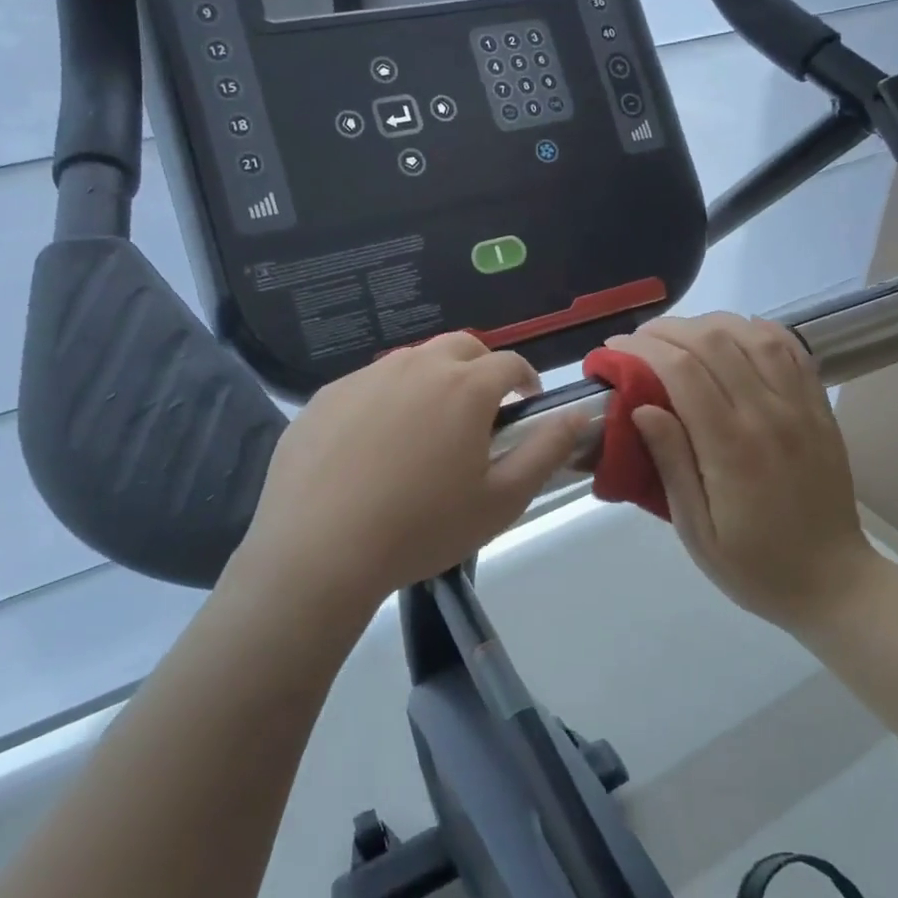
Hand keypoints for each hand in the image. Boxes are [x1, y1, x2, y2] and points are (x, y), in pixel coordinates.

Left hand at [233, 333, 583, 614]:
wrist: (319, 549)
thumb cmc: (422, 528)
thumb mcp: (502, 500)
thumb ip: (546, 450)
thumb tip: (578, 415)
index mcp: (464, 387)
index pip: (509, 363)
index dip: (526, 380)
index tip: (526, 405)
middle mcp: (415, 366)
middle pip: (461, 347)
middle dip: (481, 369)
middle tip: (479, 413)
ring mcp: (365, 376)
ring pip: (412, 361)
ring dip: (432, 381)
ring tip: (426, 430)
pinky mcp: (326, 395)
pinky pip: (369, 384)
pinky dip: (386, 400)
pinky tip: (373, 445)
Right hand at [606, 313, 878, 630]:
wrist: (834, 583)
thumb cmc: (754, 566)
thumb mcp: (697, 531)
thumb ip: (671, 464)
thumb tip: (641, 407)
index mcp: (733, 448)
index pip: (682, 371)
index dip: (642, 349)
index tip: (613, 351)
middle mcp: (769, 415)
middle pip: (714, 342)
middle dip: (667, 330)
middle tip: (638, 341)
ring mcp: (801, 407)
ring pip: (753, 334)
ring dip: (709, 324)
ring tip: (680, 336)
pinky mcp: (819, 408)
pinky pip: (790, 349)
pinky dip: (756, 330)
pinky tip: (733, 336)